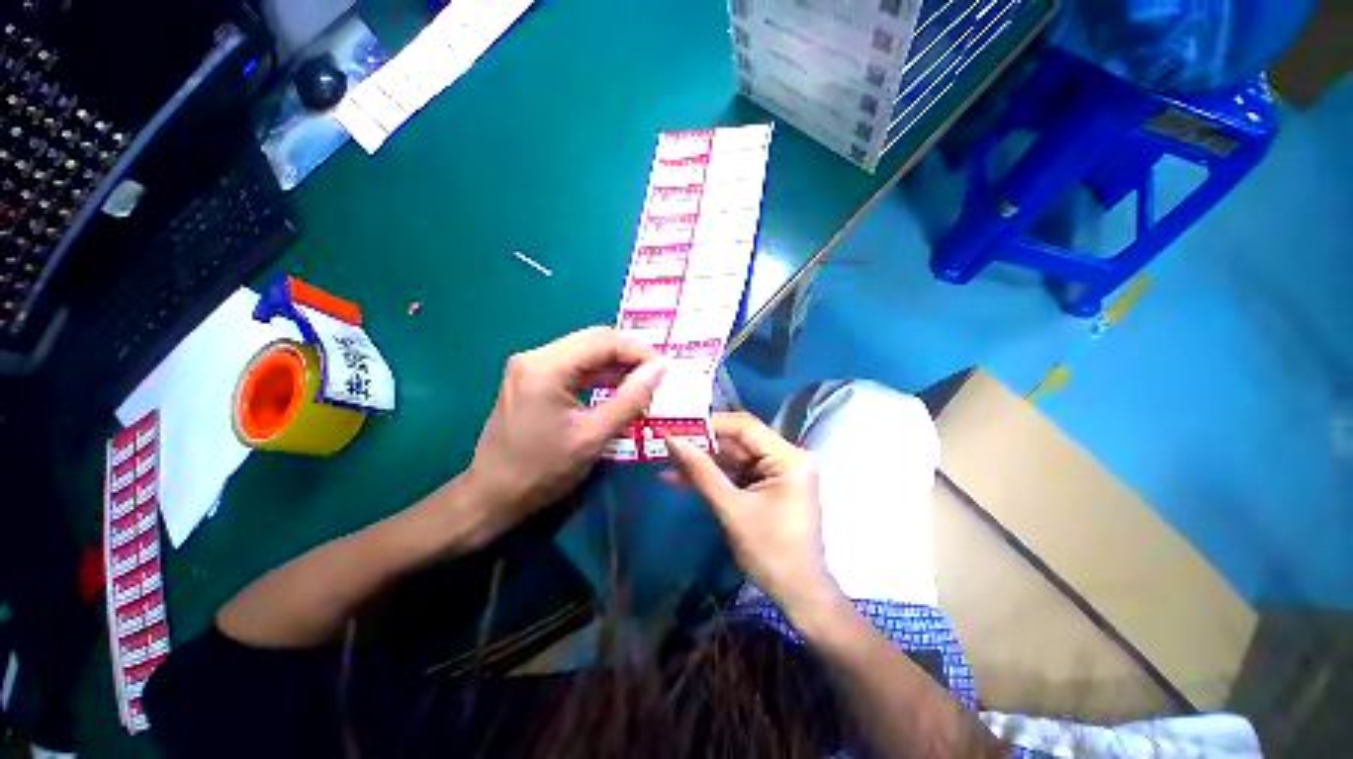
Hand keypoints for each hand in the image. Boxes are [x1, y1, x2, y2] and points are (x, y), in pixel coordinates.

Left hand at [464, 327, 665, 544]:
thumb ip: (630, 399)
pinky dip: (599, 374)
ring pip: (586, 351)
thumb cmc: (543, 470)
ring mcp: (531, 365)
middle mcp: (536, 356)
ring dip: (616, 364)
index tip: (665, 368)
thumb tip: (661, 368)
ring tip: (643, 383)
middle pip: (594, 340)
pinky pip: (575, 366)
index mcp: (546, 367)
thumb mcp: (594, 436)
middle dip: (629, 354)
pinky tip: (619, 388)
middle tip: (656, 375)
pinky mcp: (532, 377)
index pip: (604, 342)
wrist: (493, 495)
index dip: (639, 351)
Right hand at [665, 412, 840, 620]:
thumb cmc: (771, 553)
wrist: (798, 595)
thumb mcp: (732, 510)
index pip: (745, 427)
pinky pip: (735, 473)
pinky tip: (681, 478)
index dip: (710, 423)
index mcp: (788, 458)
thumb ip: (702, 472)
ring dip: (702, 462)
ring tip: (667, 461)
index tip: (678, 425)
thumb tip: (673, 440)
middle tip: (666, 443)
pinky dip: (712, 477)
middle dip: (701, 445)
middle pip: (737, 441)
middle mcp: (786, 457)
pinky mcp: (766, 485)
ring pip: (732, 457)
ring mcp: (776, 471)